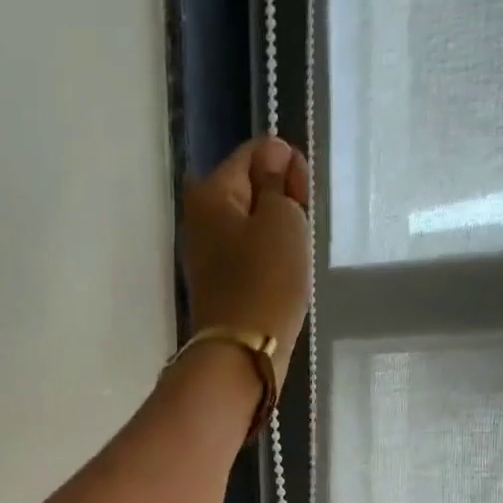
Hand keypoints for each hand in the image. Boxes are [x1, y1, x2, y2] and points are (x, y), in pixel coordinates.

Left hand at [181, 136, 311, 385]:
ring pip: (252, 221)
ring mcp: (207, 251)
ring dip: (277, 231)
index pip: (257, 152)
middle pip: (251, 185)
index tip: (303, 199)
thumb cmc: (266, 280)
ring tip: (293, 256)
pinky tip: (282, 274)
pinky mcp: (218, 280)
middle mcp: (200, 215)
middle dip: (282, 199)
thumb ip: (278, 180)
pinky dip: (268, 256)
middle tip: (299, 230)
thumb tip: (272, 156)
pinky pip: (249, 252)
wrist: (242, 351)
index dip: (288, 165)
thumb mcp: (283, 218)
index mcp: (211, 190)